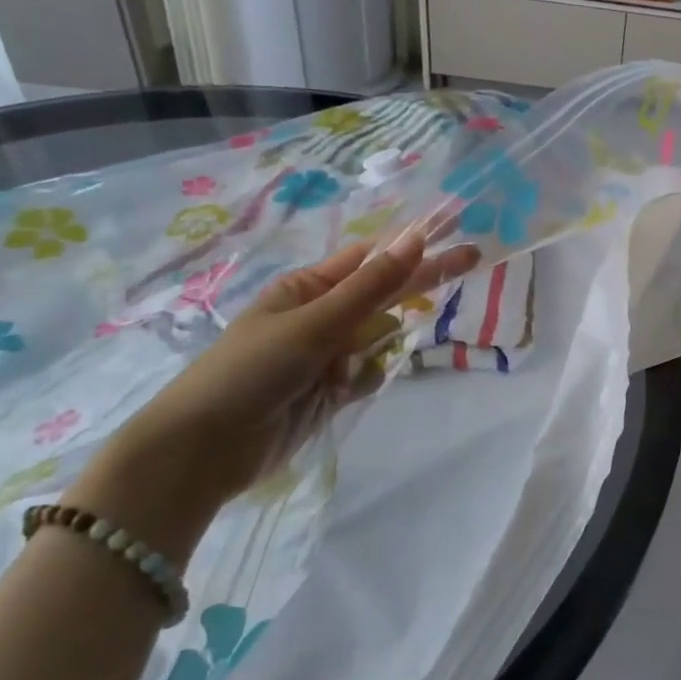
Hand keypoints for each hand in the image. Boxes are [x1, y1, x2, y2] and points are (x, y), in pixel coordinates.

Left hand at [68, 231, 479, 557]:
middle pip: (384, 292)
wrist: (205, 450)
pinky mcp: (331, 391)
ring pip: (379, 336)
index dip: (413, 243)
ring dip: (384, 341)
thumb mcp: (315, 322)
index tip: (453, 229)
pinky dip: (367, 378)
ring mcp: (327, 354)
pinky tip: (346, 390)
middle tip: (475, 256)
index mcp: (308, 287)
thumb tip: (417, 238)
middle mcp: (321, 314)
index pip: (372, 258)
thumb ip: (372, 286)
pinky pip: (368, 373)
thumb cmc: (252, 370)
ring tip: (360, 356)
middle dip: (423, 277)